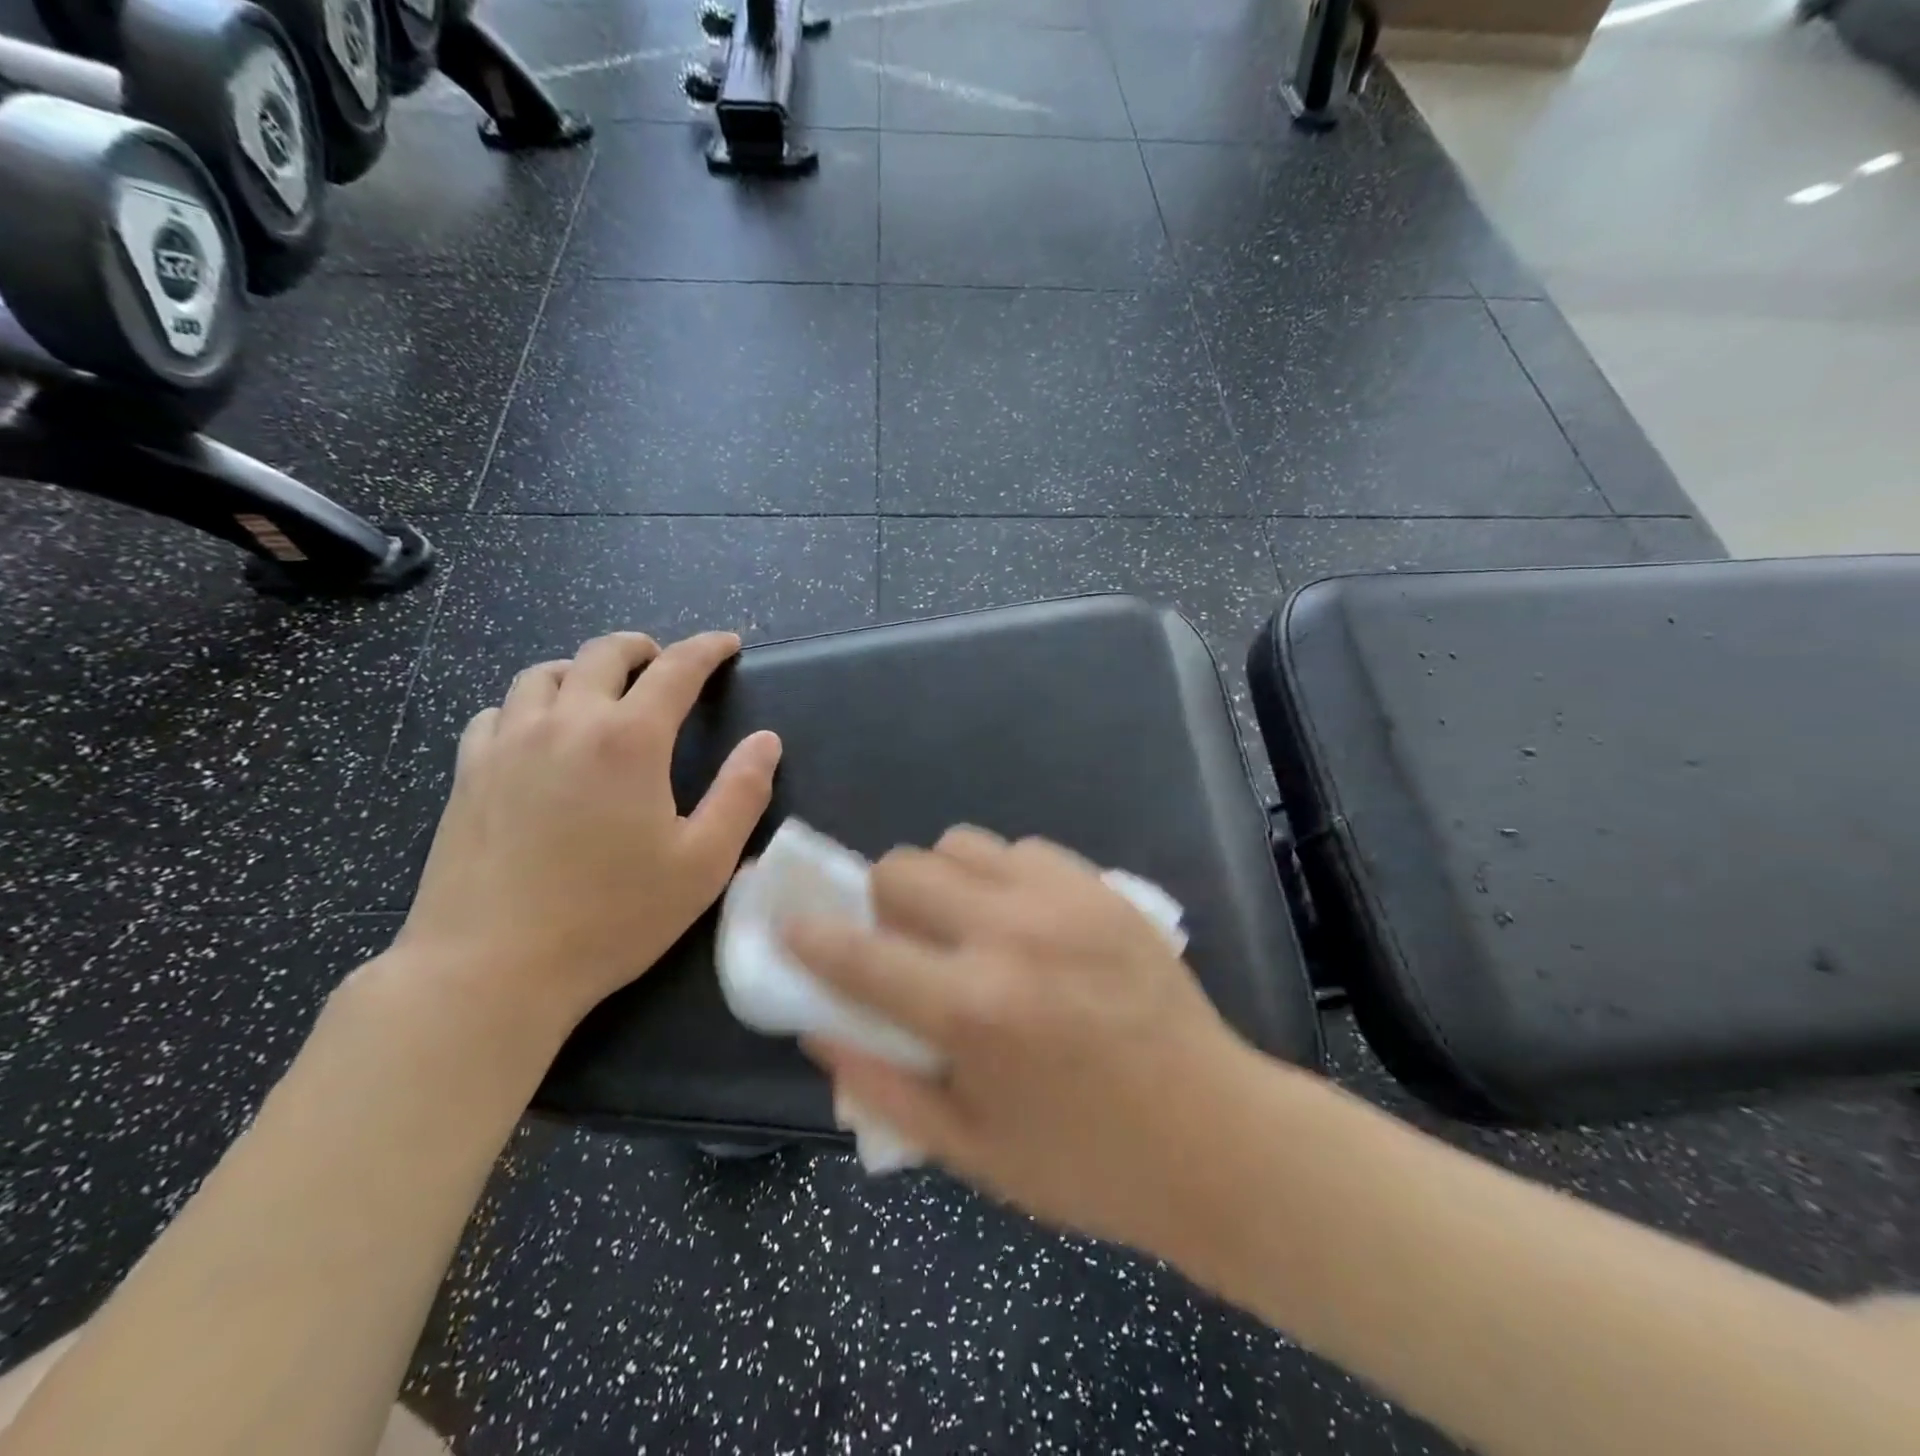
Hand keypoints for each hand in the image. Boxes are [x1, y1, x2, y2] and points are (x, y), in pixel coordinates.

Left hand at [396, 630, 781, 1031]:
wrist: (491, 969)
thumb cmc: (612, 917)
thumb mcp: (703, 863)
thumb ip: (741, 794)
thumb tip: (766, 741)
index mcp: (629, 740)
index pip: (676, 669)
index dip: (707, 649)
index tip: (728, 644)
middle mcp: (566, 723)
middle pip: (603, 654)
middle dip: (642, 648)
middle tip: (663, 661)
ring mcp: (508, 745)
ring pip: (542, 674)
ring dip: (582, 669)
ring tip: (601, 691)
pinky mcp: (468, 774)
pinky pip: (498, 712)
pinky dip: (529, 705)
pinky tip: (538, 733)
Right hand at [786, 829, 1259, 1256]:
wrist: (1216, 1136)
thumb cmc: (1086, 1163)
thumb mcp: (970, 1150)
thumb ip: (882, 1086)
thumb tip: (820, 1028)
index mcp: (971, 1010)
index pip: (858, 954)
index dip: (811, 938)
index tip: (793, 928)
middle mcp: (1009, 935)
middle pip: (903, 867)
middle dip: (881, 902)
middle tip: (905, 944)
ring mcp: (1062, 900)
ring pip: (960, 843)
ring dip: (942, 881)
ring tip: (965, 926)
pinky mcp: (1102, 888)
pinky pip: (1022, 849)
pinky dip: (1000, 876)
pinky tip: (1023, 921)